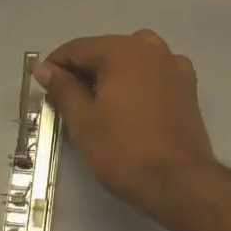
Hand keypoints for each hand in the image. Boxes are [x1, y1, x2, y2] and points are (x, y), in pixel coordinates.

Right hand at [35, 31, 218, 214]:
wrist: (179, 182)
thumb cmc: (123, 150)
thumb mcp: (83, 120)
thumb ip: (63, 88)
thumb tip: (44, 69)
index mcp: (122, 50)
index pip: (78, 49)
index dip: (56, 65)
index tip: (43, 85)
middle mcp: (150, 48)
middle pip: (106, 51)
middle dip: (85, 70)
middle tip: (68, 100)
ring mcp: (173, 65)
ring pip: (132, 59)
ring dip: (113, 74)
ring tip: (99, 103)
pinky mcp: (188, 86)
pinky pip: (154, 73)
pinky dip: (138, 81)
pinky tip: (132, 104)